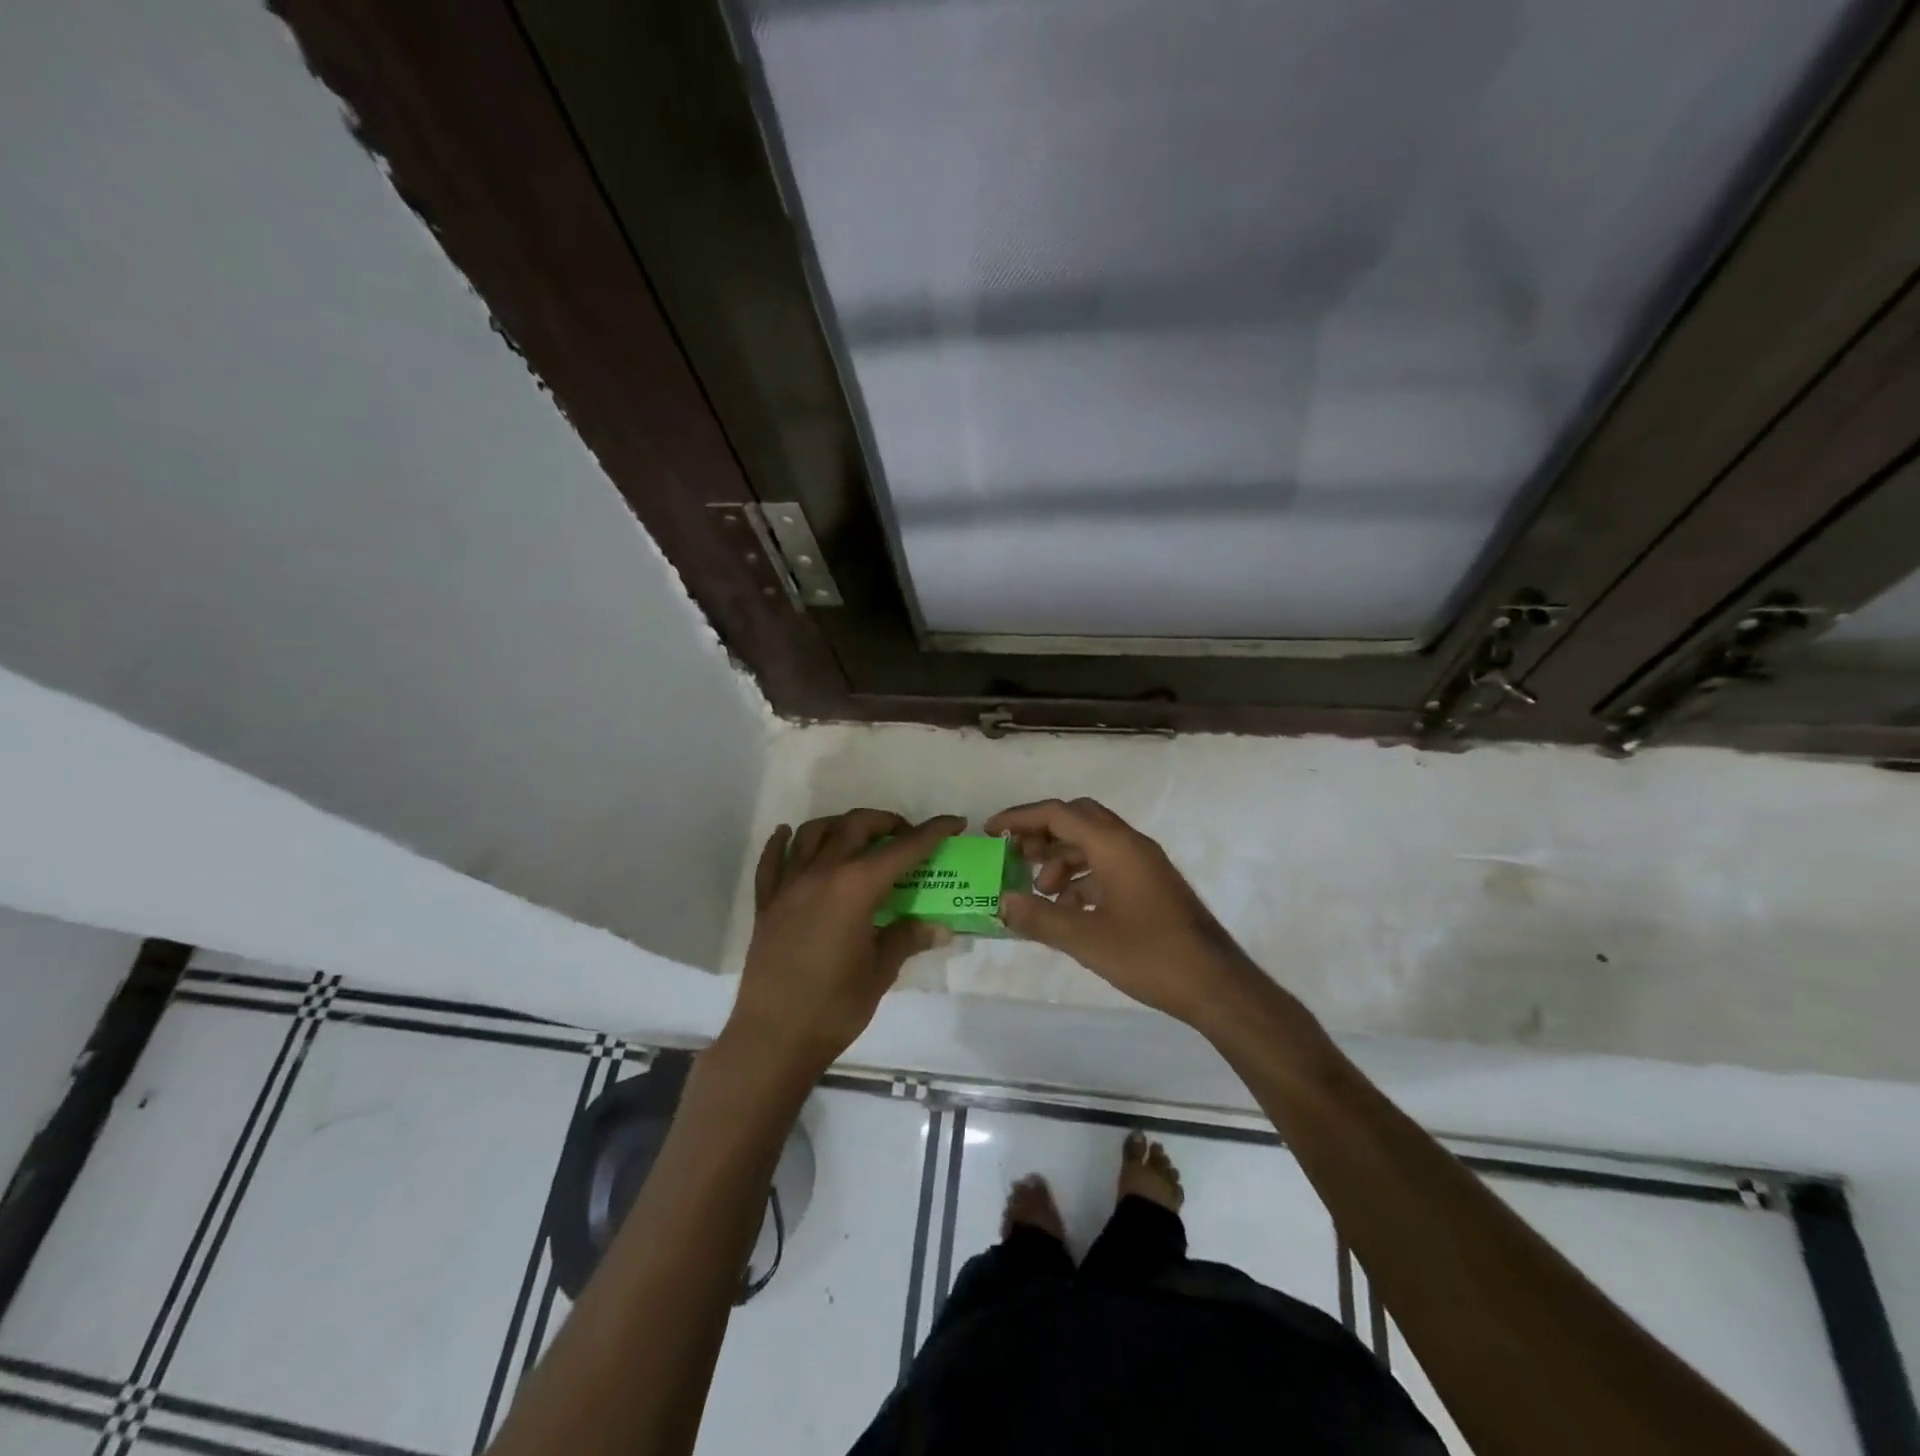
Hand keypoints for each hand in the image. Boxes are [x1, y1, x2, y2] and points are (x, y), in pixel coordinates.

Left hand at [729, 809, 965, 1074]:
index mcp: (856, 888)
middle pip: (856, 826)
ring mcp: (789, 886)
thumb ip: (907, 938)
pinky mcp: (767, 904)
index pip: (903, 849)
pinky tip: (787, 835)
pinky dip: (783, 842)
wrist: (773, 1039)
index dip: (932, 833)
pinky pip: (773, 860)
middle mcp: (821, 873)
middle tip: (906, 837)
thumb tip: (940, 927)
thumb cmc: (835, 1007)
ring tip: (858, 837)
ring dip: (840, 825)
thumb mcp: (880, 971)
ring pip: (813, 832)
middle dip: (887, 822)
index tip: (954, 823)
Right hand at [985, 797, 1255, 1027]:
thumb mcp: (1086, 939)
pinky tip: (1068, 910)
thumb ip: (1039, 918)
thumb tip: (1002, 902)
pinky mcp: (1151, 885)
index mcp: (1115, 845)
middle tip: (1014, 857)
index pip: (1058, 814)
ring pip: (1092, 844)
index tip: (991, 832)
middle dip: (1041, 834)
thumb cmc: (1150, 955)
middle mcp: (1130, 844)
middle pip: (1077, 820)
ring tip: (1039, 893)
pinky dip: (1081, 878)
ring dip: (1061, 859)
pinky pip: (1107, 866)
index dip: (1020, 819)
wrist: (1215, 984)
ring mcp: (1144, 864)